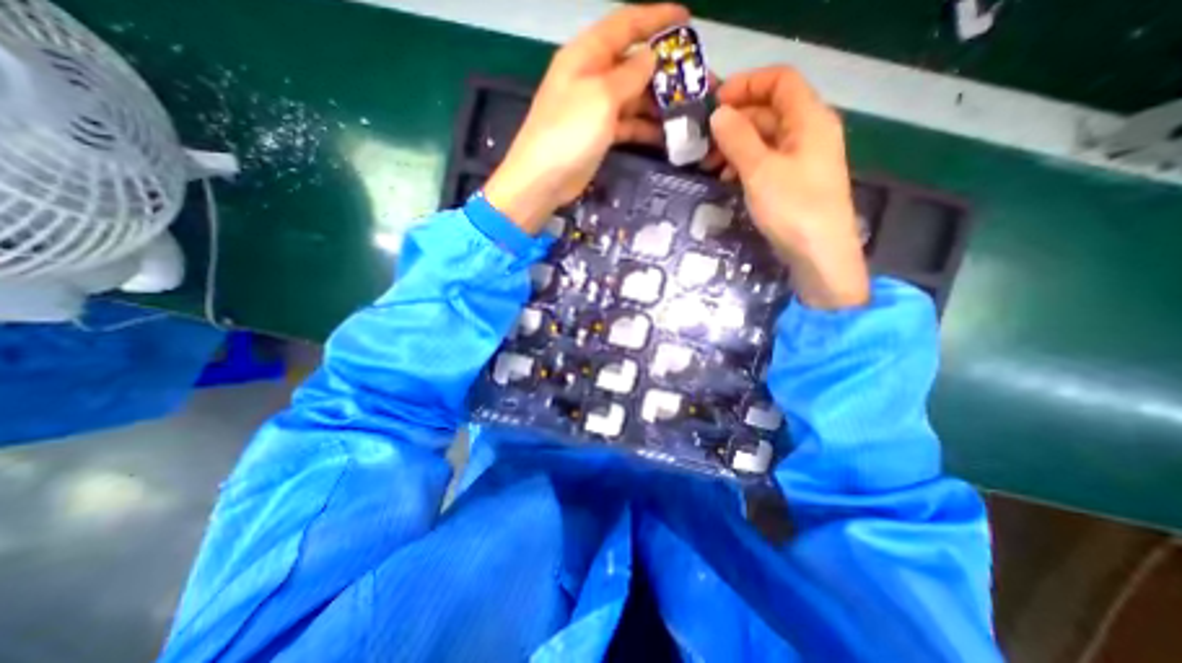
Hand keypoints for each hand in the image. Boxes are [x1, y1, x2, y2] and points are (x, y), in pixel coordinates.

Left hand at [481, 4, 689, 231]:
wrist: (543, 179)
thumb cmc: (569, 132)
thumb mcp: (601, 96)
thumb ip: (629, 74)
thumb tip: (651, 57)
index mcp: (587, 54)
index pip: (626, 25)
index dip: (656, 18)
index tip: (687, 20)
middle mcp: (592, 76)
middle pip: (634, 65)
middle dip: (665, 71)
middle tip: (697, 82)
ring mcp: (595, 108)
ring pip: (633, 98)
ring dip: (659, 104)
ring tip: (688, 112)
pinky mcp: (599, 135)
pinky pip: (628, 124)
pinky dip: (645, 128)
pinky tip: (666, 136)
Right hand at [709, 65, 865, 306]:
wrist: (819, 255)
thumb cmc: (793, 208)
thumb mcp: (760, 171)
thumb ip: (738, 138)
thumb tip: (718, 115)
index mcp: (809, 119)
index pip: (779, 80)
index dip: (746, 84)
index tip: (713, 103)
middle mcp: (809, 132)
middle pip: (769, 110)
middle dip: (734, 122)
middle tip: (703, 142)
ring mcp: (802, 159)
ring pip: (765, 138)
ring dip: (736, 146)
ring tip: (710, 166)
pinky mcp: (794, 182)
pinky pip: (767, 161)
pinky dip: (745, 165)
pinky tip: (727, 181)